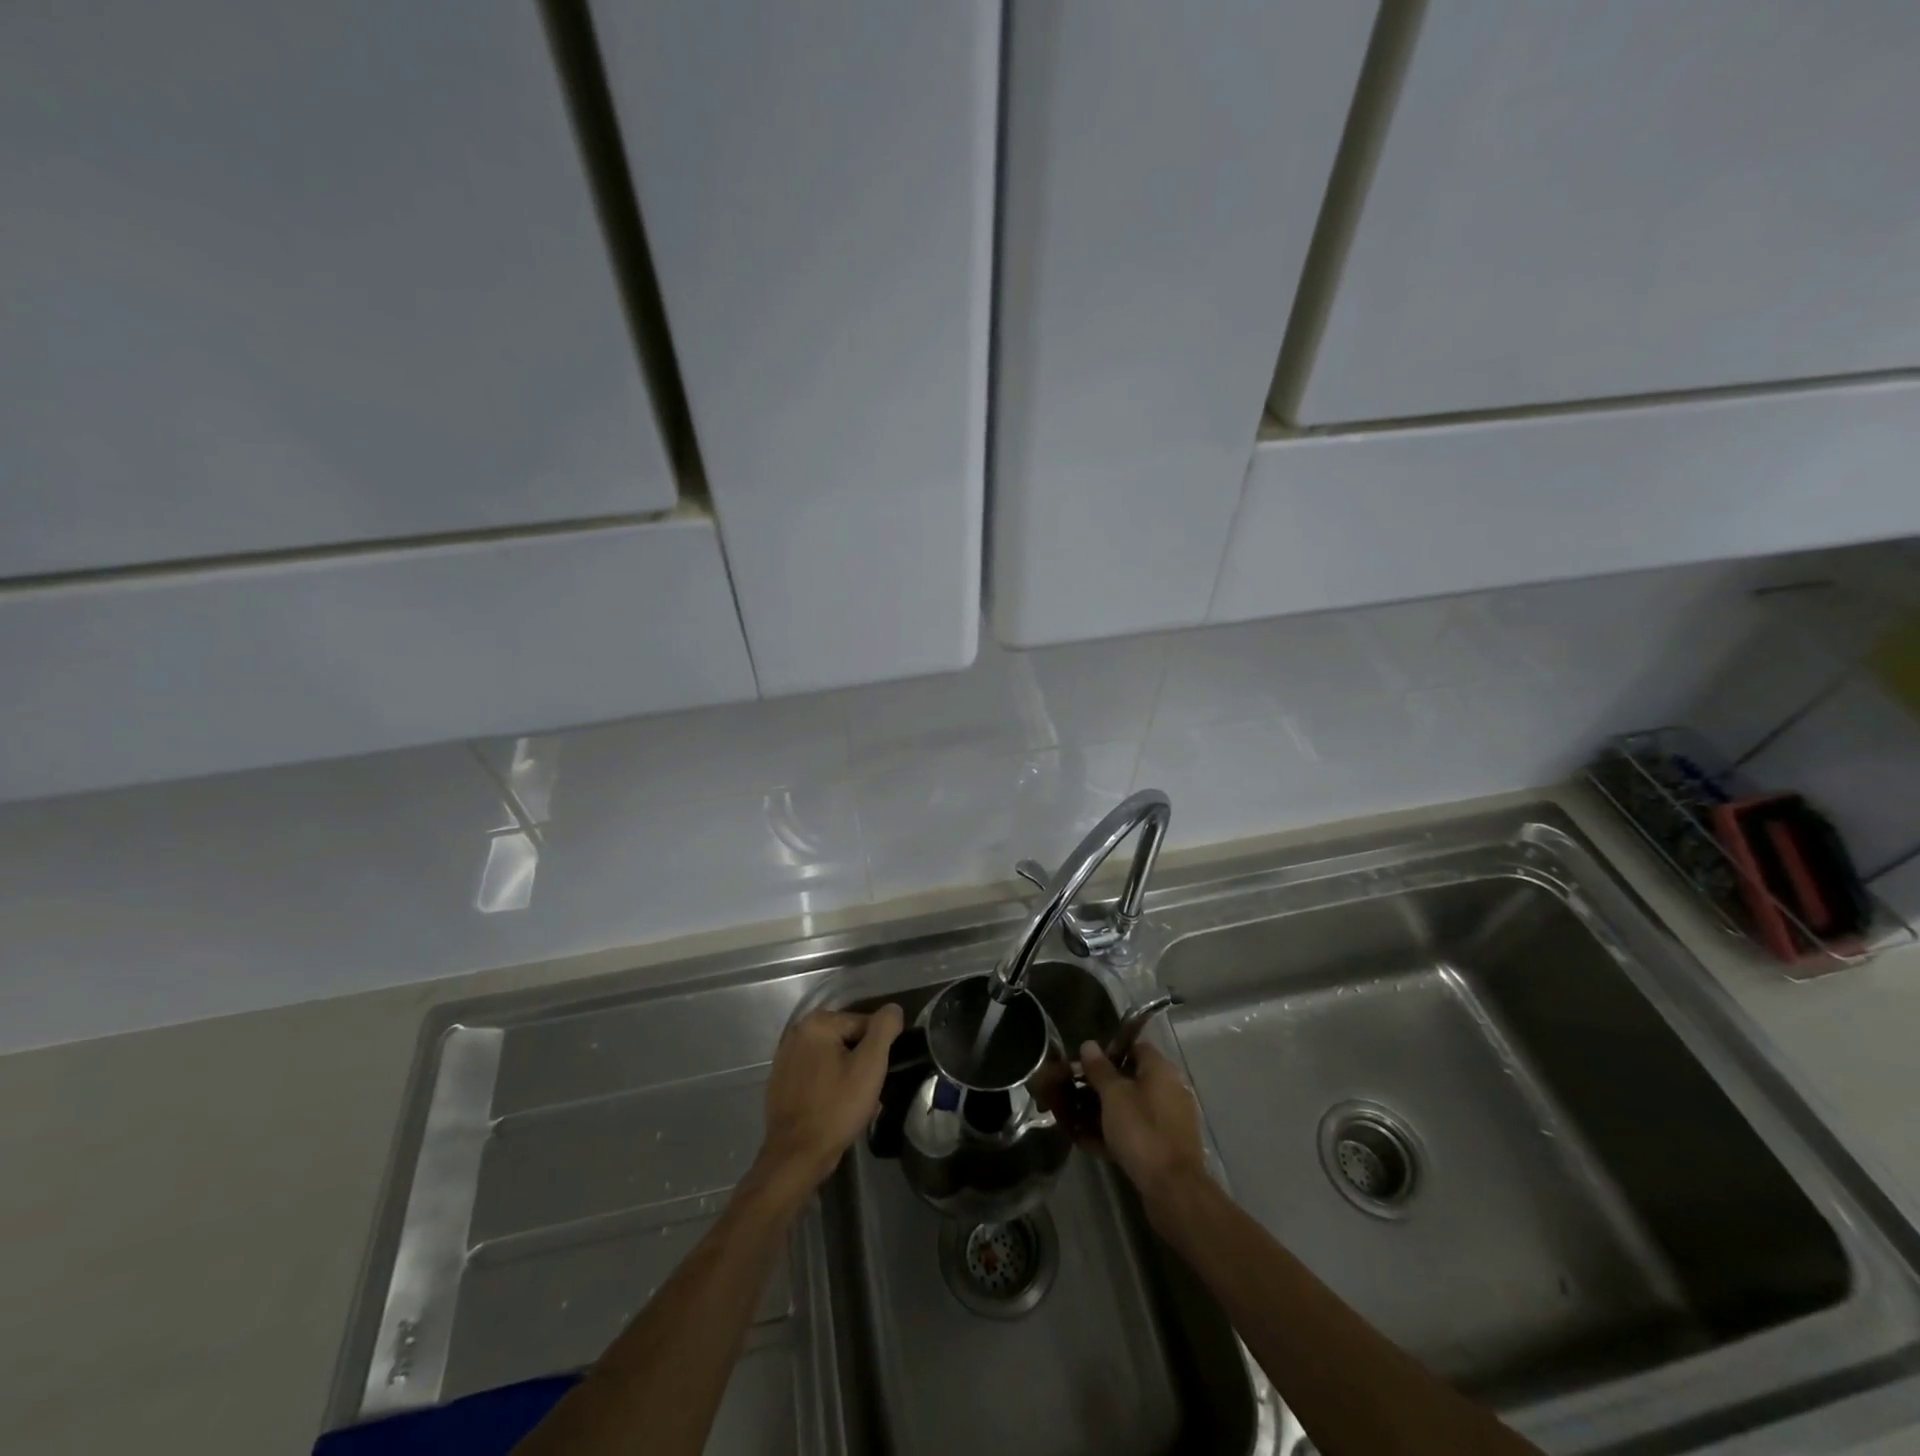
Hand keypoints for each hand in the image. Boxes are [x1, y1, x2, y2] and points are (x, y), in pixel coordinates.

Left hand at [754, 1005, 903, 1197]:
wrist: (796, 1156)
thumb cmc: (836, 1108)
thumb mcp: (870, 1065)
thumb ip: (884, 1029)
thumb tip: (893, 1009)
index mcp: (818, 1023)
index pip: (864, 1024)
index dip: (877, 1050)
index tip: (878, 1076)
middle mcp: (798, 1032)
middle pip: (847, 1039)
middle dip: (862, 1062)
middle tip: (869, 1092)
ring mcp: (785, 1057)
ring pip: (832, 1058)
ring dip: (847, 1074)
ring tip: (854, 1103)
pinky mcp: (781, 1080)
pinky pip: (816, 1073)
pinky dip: (829, 1085)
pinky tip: (835, 1107)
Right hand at [1078, 1039, 1208, 1206]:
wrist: (1173, 1188)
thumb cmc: (1141, 1130)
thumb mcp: (1113, 1095)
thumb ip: (1100, 1069)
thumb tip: (1089, 1044)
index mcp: (1161, 1069)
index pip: (1135, 1046)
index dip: (1109, 1051)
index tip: (1086, 1063)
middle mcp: (1170, 1088)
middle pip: (1132, 1078)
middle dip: (1103, 1085)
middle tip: (1077, 1093)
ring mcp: (1170, 1119)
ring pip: (1132, 1106)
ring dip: (1106, 1111)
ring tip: (1077, 1120)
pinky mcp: (1167, 1145)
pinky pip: (1137, 1130)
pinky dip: (1117, 1133)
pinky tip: (1090, 1143)